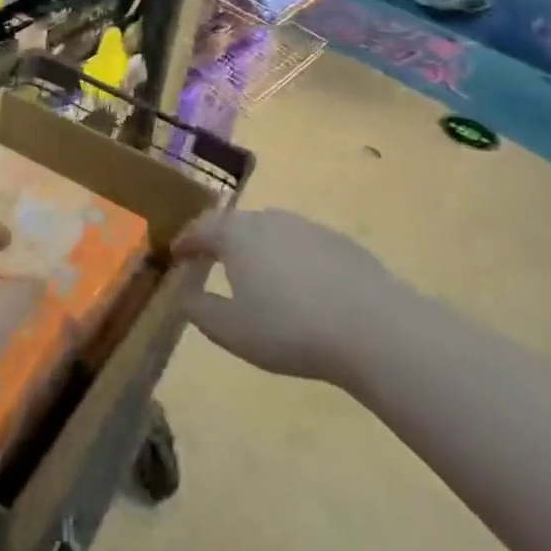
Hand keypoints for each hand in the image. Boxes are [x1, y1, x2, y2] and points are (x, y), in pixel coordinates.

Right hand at [173, 207, 411, 388]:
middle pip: (235, 224)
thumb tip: (184, 295)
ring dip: (257, 248)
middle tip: (211, 262)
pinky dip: (290, 259)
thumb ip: (200, 310)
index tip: (176, 254)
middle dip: (220, 241)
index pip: (200, 228)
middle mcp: (269, 220)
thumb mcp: (231, 331)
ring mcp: (307, 227)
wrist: (374, 328)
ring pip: (271, 231)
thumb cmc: (289, 329)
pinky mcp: (340, 243)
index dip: (185, 241)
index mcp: (236, 235)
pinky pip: (302, 245)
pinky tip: (301, 288)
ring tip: (256, 276)